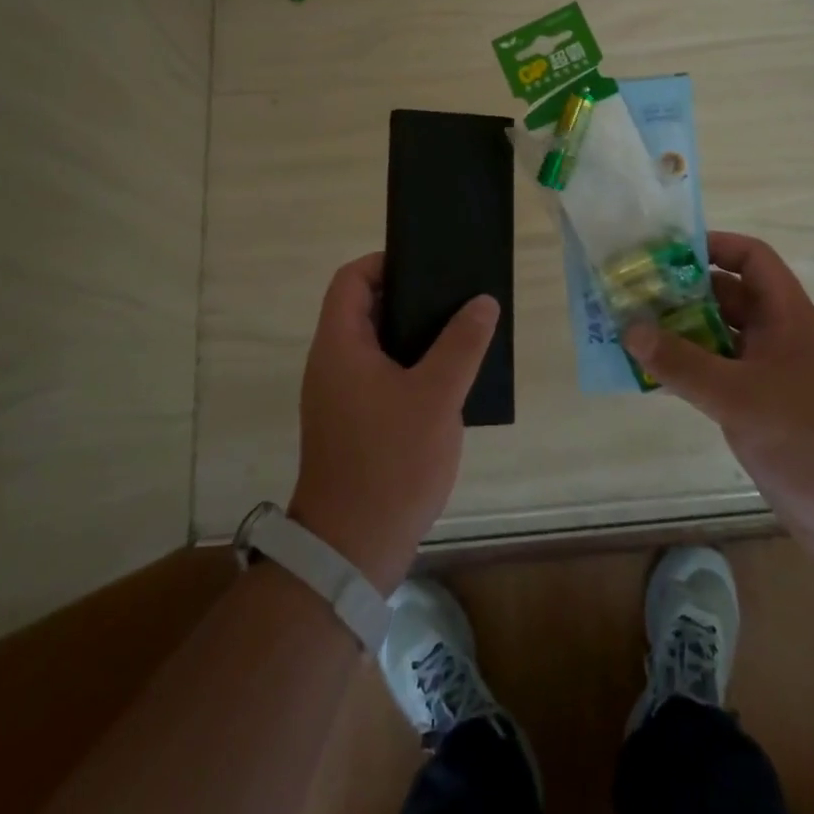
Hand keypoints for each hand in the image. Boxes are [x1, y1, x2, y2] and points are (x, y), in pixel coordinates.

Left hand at [287, 253, 497, 593]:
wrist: (352, 551)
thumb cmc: (391, 462)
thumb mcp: (436, 396)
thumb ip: (461, 344)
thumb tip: (482, 302)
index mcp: (339, 345)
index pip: (351, 279)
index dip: (385, 263)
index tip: (427, 267)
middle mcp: (330, 363)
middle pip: (363, 309)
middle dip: (408, 298)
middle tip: (454, 298)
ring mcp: (337, 397)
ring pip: (374, 345)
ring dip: (412, 335)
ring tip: (458, 333)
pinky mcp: (350, 424)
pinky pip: (378, 376)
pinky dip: (408, 367)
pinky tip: (446, 381)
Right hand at [622, 231, 813, 574]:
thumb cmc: (810, 440)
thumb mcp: (739, 397)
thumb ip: (682, 363)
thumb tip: (630, 329)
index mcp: (786, 316)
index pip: (751, 259)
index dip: (713, 246)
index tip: (664, 253)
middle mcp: (777, 337)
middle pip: (726, 297)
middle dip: (680, 292)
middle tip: (631, 293)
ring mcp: (767, 375)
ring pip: (716, 338)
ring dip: (677, 334)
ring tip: (628, 331)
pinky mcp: (758, 410)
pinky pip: (713, 376)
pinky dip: (683, 371)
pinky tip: (648, 377)